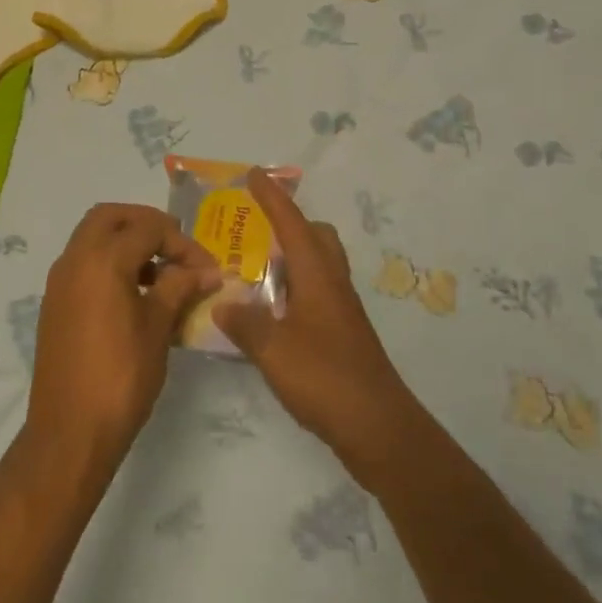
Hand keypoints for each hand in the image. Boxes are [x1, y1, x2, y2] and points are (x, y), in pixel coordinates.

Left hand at [25, 204, 221, 472]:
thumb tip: (208, 270)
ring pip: (92, 237)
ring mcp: (60, 280)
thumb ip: (180, 288)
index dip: (182, 243)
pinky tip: (135, 296)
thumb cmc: (121, 377)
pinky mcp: (55, 302)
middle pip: (110, 217)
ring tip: (160, 274)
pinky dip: (109, 262)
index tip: (206, 268)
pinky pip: (83, 263)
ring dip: (126, 242)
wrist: (69, 432)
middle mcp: (74, 259)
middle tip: (174, 246)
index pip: (148, 228)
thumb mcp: (158, 328)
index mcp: (102, 259)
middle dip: (145, 224)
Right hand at [215, 171, 423, 485]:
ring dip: (291, 258)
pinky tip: (270, 314)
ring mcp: (341, 311)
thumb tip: (222, 302)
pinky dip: (294, 290)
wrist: (379, 428)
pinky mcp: (343, 335)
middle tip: (255, 230)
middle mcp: (333, 284)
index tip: (254, 174)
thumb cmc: (325, 378)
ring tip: (254, 270)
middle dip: (289, 224)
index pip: (292, 223)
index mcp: (317, 276)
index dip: (272, 198)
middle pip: (316, 238)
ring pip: (318, 266)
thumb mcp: (273, 349)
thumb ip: (244, 323)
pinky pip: (316, 294)